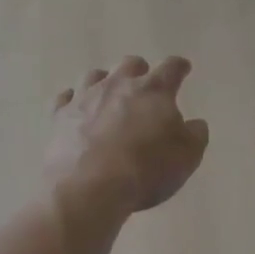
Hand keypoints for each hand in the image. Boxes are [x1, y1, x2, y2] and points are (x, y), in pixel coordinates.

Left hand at [46, 56, 209, 221]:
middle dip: (140, 71)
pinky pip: (64, 99)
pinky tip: (75, 108)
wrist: (88, 188)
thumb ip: (195, 135)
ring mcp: (85, 98)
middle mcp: (118, 85)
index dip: (179, 67)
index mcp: (153, 90)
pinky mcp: (59, 116)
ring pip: (95, 76)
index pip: (171, 68)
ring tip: (109, 96)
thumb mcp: (187, 157)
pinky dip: (72, 101)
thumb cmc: (145, 169)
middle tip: (144, 86)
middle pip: (130, 64)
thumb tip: (195, 124)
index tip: (183, 68)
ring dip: (105, 82)